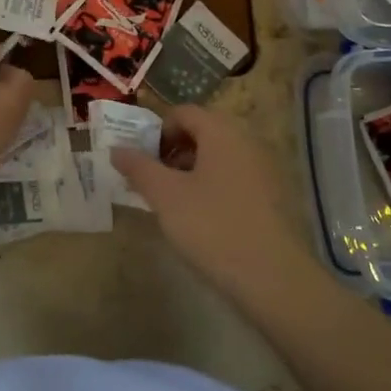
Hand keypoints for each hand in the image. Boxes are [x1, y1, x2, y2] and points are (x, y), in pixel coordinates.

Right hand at [110, 105, 312, 304]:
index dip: (157, 131)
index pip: (183, 112)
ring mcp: (264, 168)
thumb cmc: (212, 226)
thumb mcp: (165, 196)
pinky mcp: (272, 196)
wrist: (273, 278)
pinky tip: (202, 218)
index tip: (142, 160)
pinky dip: (213, 186)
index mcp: (221, 131)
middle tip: (153, 181)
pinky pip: (235, 177)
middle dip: (173, 152)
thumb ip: (138, 167)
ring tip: (173, 202)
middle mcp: (246, 140)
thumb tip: (117, 149)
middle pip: (202, 132)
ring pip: (218, 156)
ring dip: (191, 170)